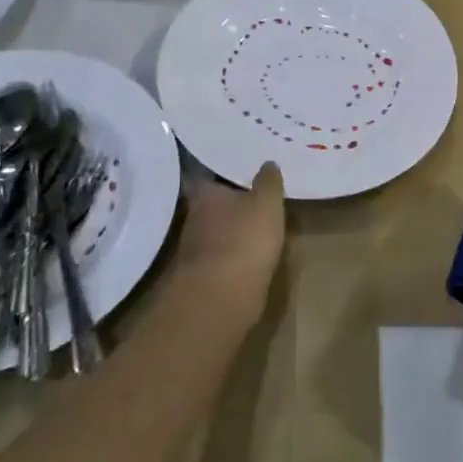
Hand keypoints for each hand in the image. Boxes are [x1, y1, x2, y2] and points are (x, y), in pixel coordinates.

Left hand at [174, 163, 285, 328]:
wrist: (221, 299)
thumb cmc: (244, 240)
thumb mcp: (267, 203)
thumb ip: (268, 181)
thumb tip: (267, 163)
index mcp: (205, 194)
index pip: (210, 174)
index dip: (225, 171)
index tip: (243, 168)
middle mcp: (194, 217)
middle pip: (213, 202)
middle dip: (231, 200)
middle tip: (255, 193)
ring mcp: (196, 248)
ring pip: (217, 229)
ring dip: (233, 227)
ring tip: (257, 222)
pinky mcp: (204, 275)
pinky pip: (222, 254)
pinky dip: (235, 251)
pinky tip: (251, 252)